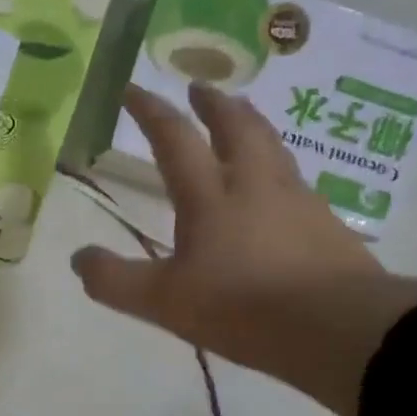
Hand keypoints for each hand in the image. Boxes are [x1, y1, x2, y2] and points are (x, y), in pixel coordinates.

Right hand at [71, 84, 416, 415]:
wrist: (337, 328)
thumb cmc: (243, 308)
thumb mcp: (166, 302)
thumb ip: (117, 280)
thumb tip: (79, 259)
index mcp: (210, 197)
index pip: (175, 139)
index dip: (151, 112)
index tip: (134, 90)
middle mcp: (255, 185)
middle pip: (236, 127)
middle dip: (214, 104)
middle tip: (201, 87)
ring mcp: (298, 201)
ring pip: (273, 147)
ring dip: (252, 125)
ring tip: (243, 118)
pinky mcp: (327, 225)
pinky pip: (297, 182)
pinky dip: (279, 168)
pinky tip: (281, 188)